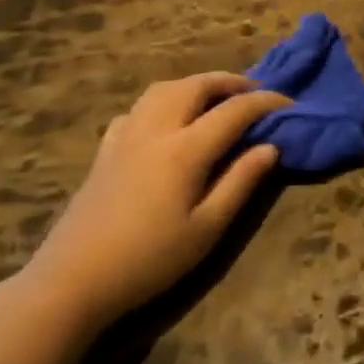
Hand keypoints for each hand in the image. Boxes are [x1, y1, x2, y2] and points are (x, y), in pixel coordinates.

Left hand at [17, 73, 291, 330]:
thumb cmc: (150, 259)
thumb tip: (270, 147)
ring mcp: (124, 138)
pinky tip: (167, 122)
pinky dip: (162, 102)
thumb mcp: (208, 228)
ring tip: (215, 98)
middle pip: (194, 86)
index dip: (266, 102)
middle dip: (229, 82)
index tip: (290, 105)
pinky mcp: (104, 152)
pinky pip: (136, 110)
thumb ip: (241, 182)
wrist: (73, 281)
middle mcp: (154, 131)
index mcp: (185, 150)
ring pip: (161, 90)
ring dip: (194, 85)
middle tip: (254, 92)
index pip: (234, 111)